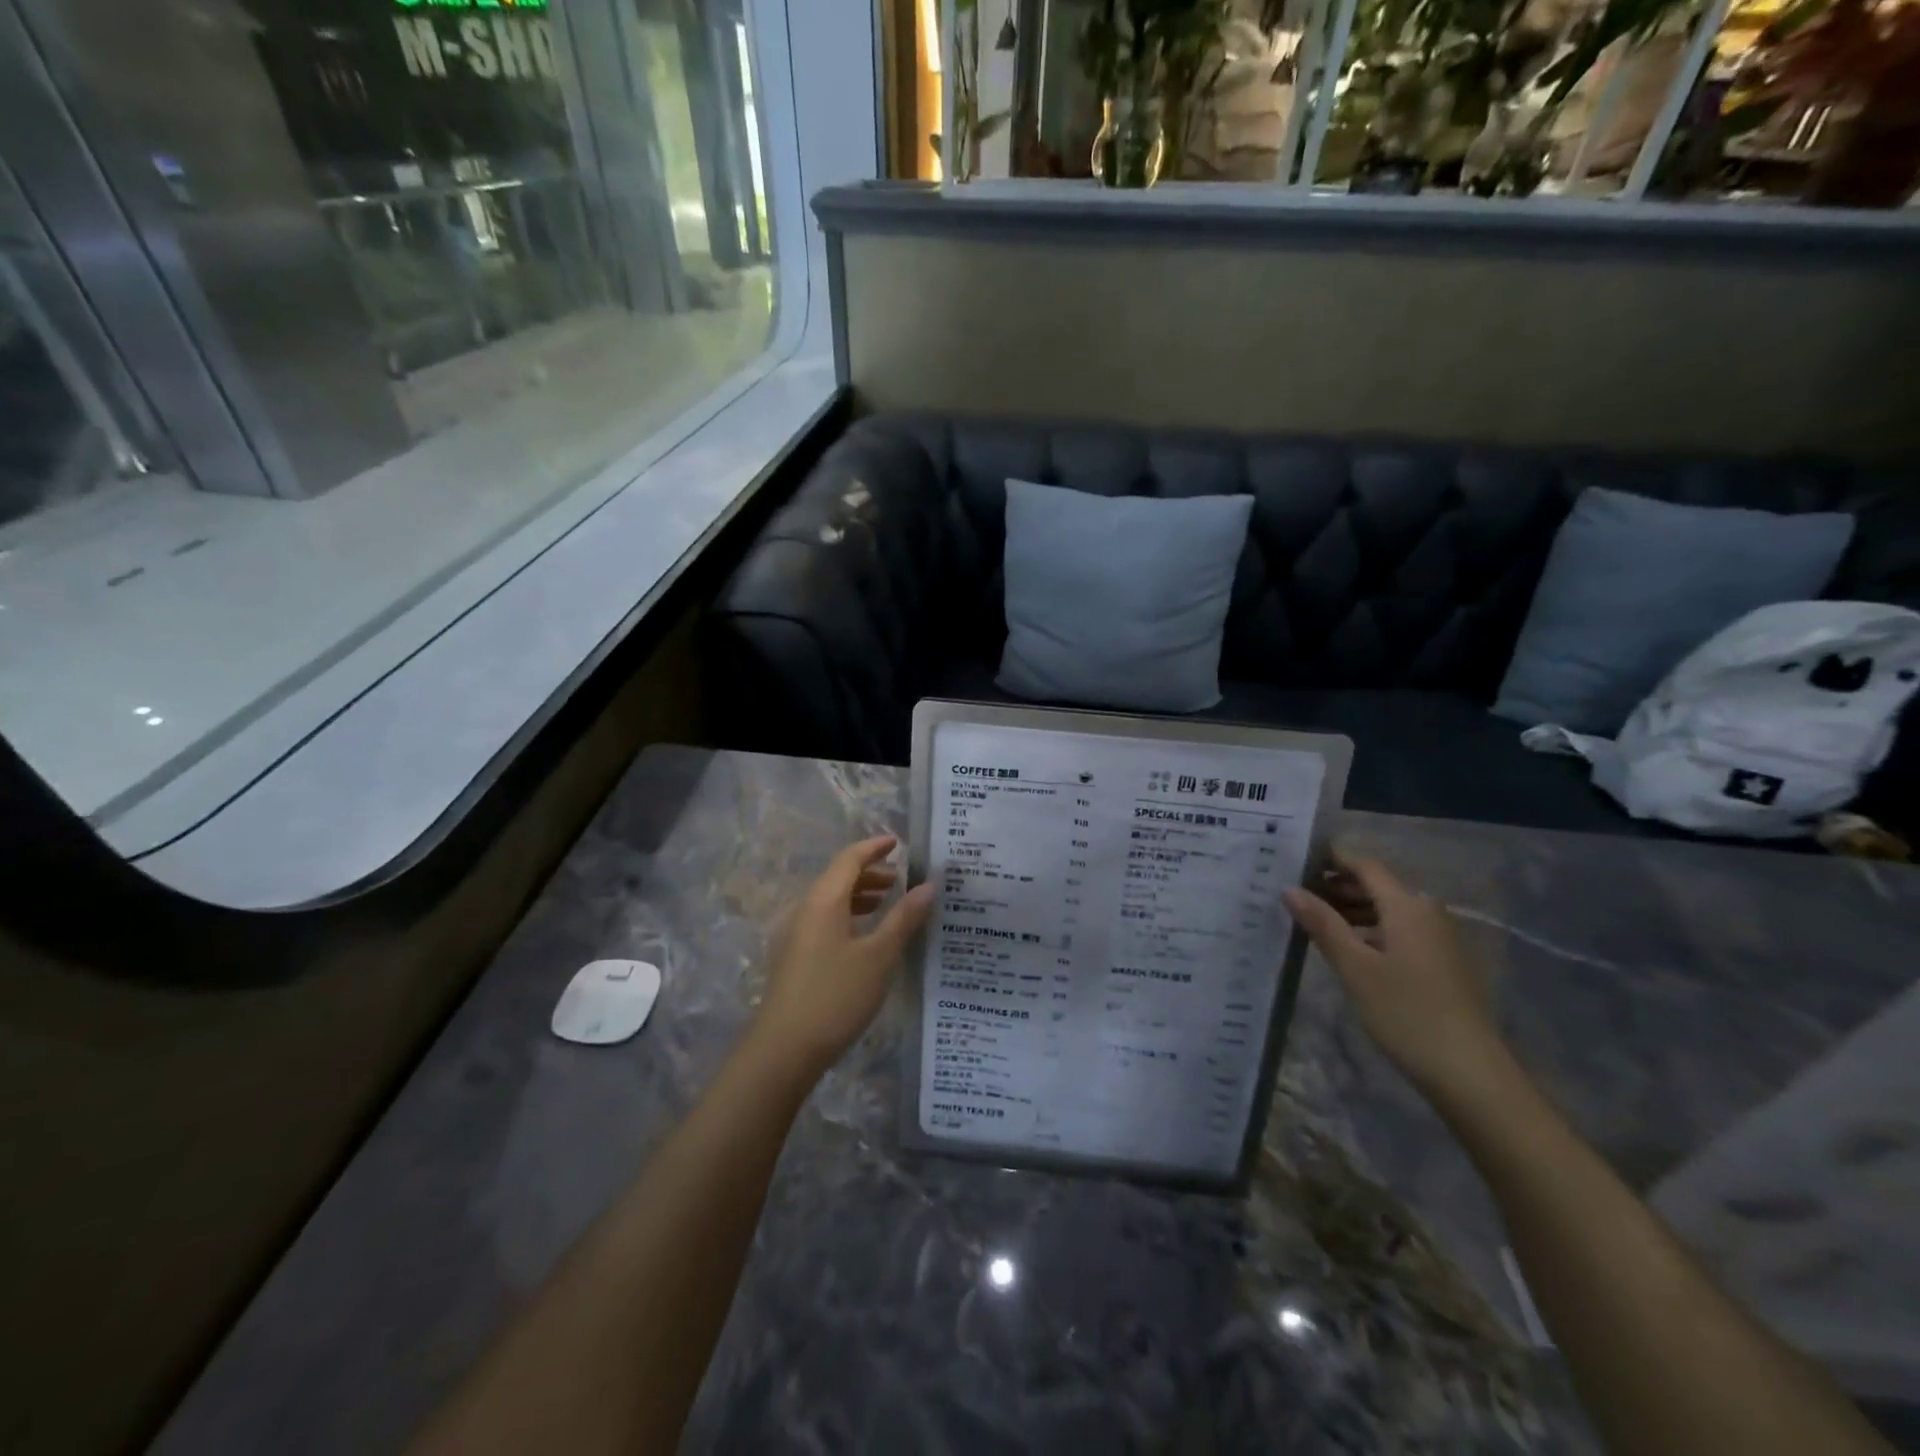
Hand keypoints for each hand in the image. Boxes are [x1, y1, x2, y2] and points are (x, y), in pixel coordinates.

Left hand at [750, 835, 933, 1077]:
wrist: (784, 1049)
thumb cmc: (836, 995)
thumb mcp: (879, 956)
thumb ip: (904, 918)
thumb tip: (929, 885)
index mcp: (824, 900)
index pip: (850, 859)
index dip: (874, 847)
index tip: (898, 843)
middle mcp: (805, 909)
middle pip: (838, 877)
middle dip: (870, 873)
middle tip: (901, 878)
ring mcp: (795, 935)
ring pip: (831, 901)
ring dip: (860, 895)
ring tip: (888, 902)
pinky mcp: (794, 958)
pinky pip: (825, 921)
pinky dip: (848, 916)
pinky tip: (865, 936)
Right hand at [1283, 852, 1506, 1099]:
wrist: (1469, 1072)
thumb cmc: (1406, 1012)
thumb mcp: (1355, 968)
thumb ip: (1322, 924)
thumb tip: (1290, 889)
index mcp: (1408, 906)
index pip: (1365, 866)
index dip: (1332, 859)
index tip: (1297, 860)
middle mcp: (1427, 913)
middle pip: (1378, 886)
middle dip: (1337, 886)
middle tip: (1295, 893)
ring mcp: (1438, 938)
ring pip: (1388, 909)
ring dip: (1352, 909)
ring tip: (1312, 920)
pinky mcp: (1441, 962)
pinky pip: (1399, 930)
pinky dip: (1370, 929)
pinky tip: (1347, 947)